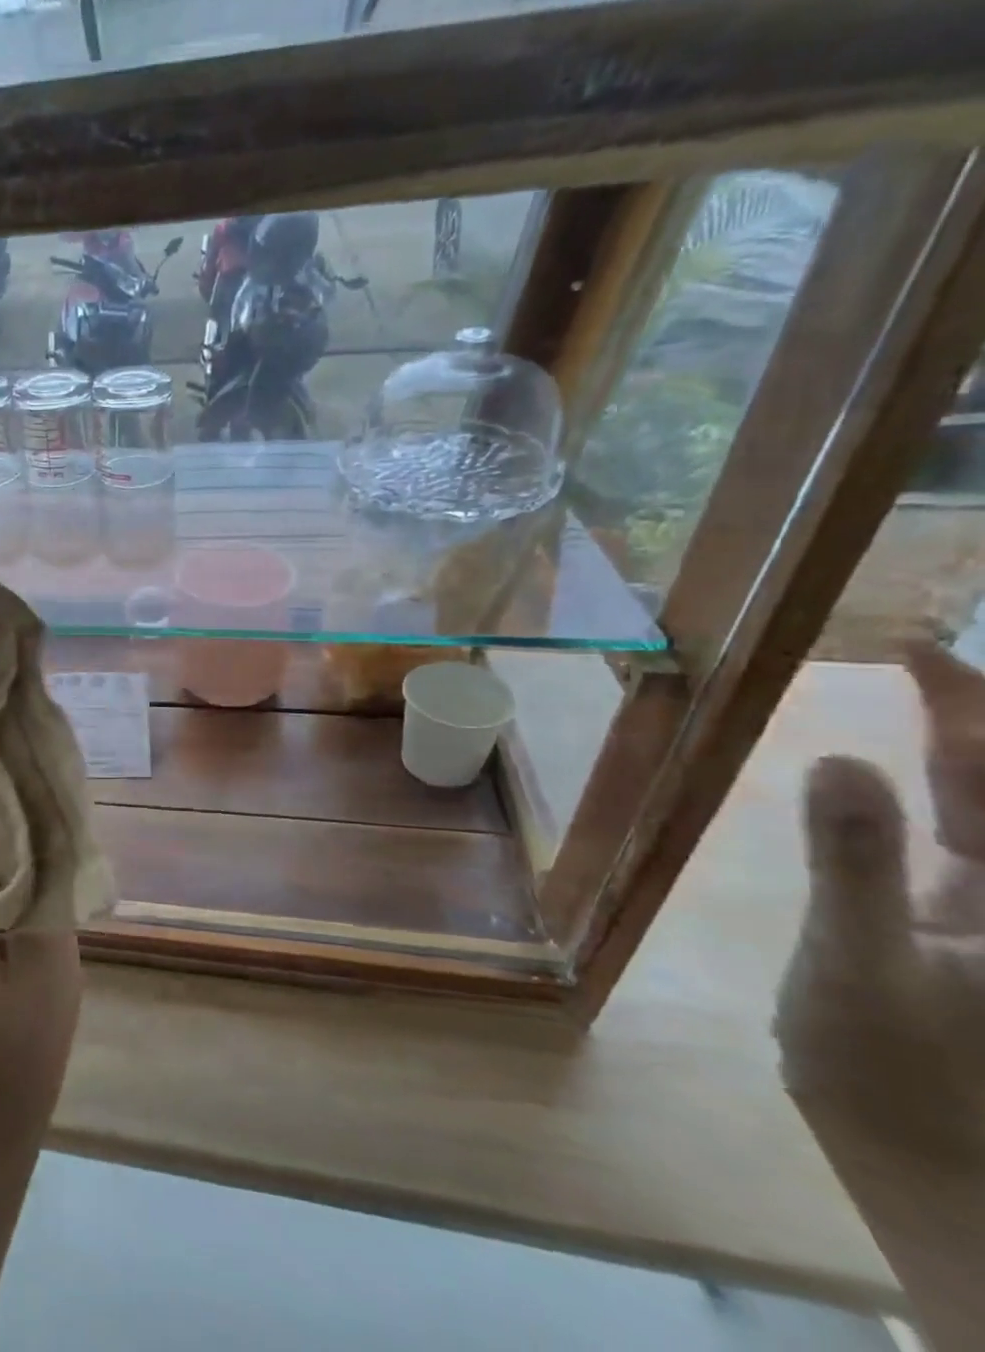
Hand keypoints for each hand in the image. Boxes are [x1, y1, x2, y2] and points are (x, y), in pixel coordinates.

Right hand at [776, 638, 984, 1141]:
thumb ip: (854, 864)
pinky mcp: (958, 929)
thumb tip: (837, 758)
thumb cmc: (896, 1072)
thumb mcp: (859, 965)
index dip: (972, 707)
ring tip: (921, 692)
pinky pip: (955, 841)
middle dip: (974, 716)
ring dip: (961, 748)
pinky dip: (931, 795)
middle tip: (917, 652)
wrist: (923, 1161)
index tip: (914, 647)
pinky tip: (899, 775)